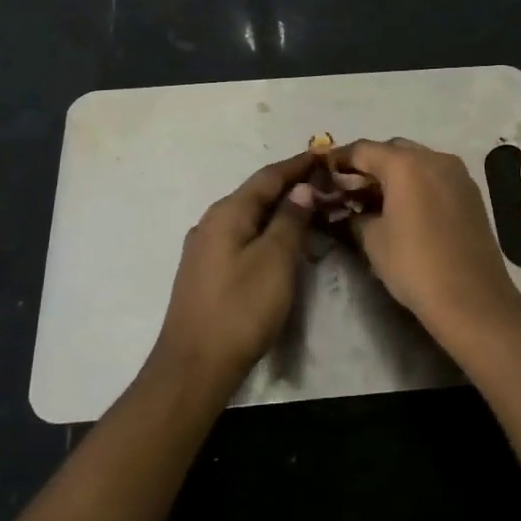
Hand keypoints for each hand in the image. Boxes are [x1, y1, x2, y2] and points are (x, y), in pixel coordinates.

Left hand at [153, 152, 316, 388]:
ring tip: (311, 212)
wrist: (194, 365)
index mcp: (227, 213)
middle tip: (325, 185)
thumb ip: (290, 220)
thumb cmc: (241, 308)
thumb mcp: (275, 260)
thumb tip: (301, 189)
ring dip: (279, 211)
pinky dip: (266, 232)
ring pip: (249, 218)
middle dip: (290, 187)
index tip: (324, 155)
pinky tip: (281, 244)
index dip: (297, 165)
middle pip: (256, 195)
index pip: (268, 177)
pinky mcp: (206, 272)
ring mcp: (205, 248)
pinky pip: (242, 237)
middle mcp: (211, 223)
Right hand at [337, 138, 520, 340]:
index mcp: (405, 164)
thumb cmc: (415, 265)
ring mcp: (457, 174)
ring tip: (375, 201)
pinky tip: (405, 208)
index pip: (362, 150)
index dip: (339, 160)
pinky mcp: (471, 192)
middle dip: (368, 166)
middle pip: (391, 151)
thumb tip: (347, 211)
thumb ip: (354, 216)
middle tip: (349, 190)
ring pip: (416, 162)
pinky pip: (435, 177)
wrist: (472, 299)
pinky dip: (416, 183)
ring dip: (394, 174)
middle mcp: (434, 158)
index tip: (322, 172)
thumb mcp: (373, 240)